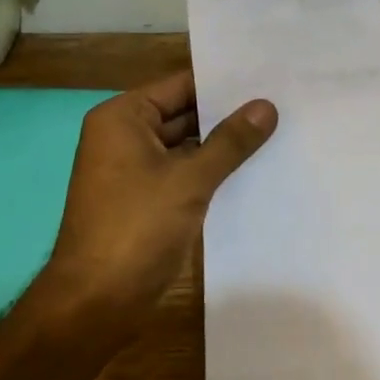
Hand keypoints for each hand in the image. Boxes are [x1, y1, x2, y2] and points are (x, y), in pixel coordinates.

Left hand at [42, 70, 276, 335]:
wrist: (97, 302)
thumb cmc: (136, 228)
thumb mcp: (189, 179)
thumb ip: (230, 141)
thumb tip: (266, 106)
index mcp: (122, 118)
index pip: (180, 85)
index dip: (223, 83)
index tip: (267, 78)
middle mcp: (124, 137)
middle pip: (184, 114)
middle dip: (228, 114)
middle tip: (282, 104)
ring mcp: (135, 171)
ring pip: (187, 147)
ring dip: (223, 145)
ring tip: (278, 131)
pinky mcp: (147, 200)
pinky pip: (184, 174)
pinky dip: (212, 171)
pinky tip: (254, 169)